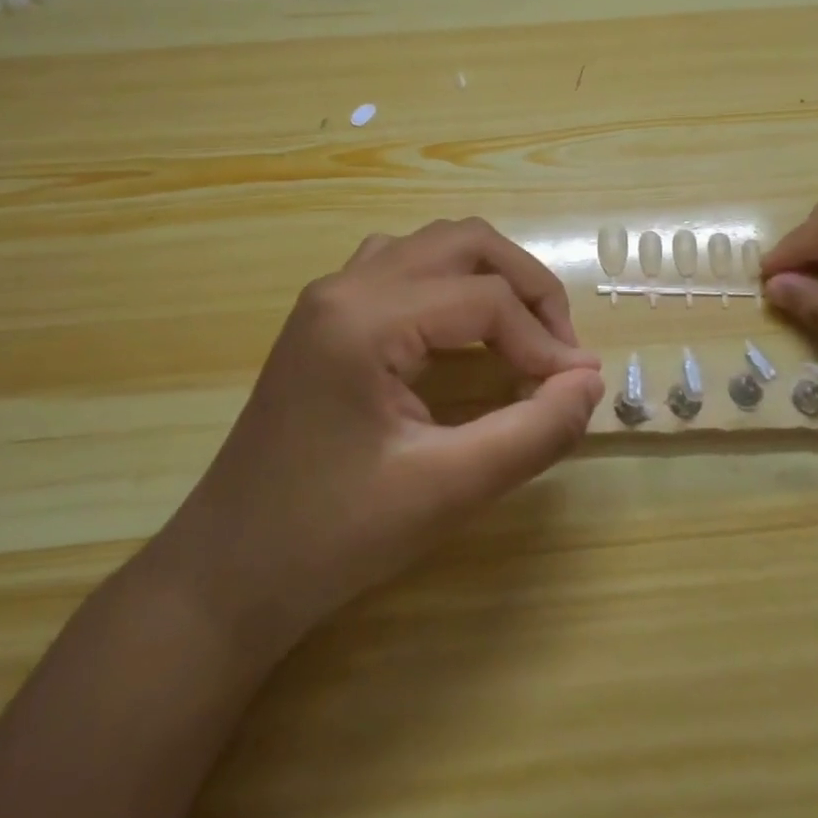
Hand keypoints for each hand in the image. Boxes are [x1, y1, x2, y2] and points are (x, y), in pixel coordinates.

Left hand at [155, 219, 602, 643]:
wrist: (227, 575)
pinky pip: (405, 267)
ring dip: (490, 277)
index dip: (544, 342)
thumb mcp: (445, 491)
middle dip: (526, 286)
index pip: (485, 299)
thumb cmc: (331, 538)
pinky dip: (452, 286)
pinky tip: (463, 335)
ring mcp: (331, 295)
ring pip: (434, 245)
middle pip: (464, 242)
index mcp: (364, 318)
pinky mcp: (328, 315)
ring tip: (523, 335)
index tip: (575, 392)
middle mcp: (346, 285)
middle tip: (559, 349)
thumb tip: (590, 384)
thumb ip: (531, 434)